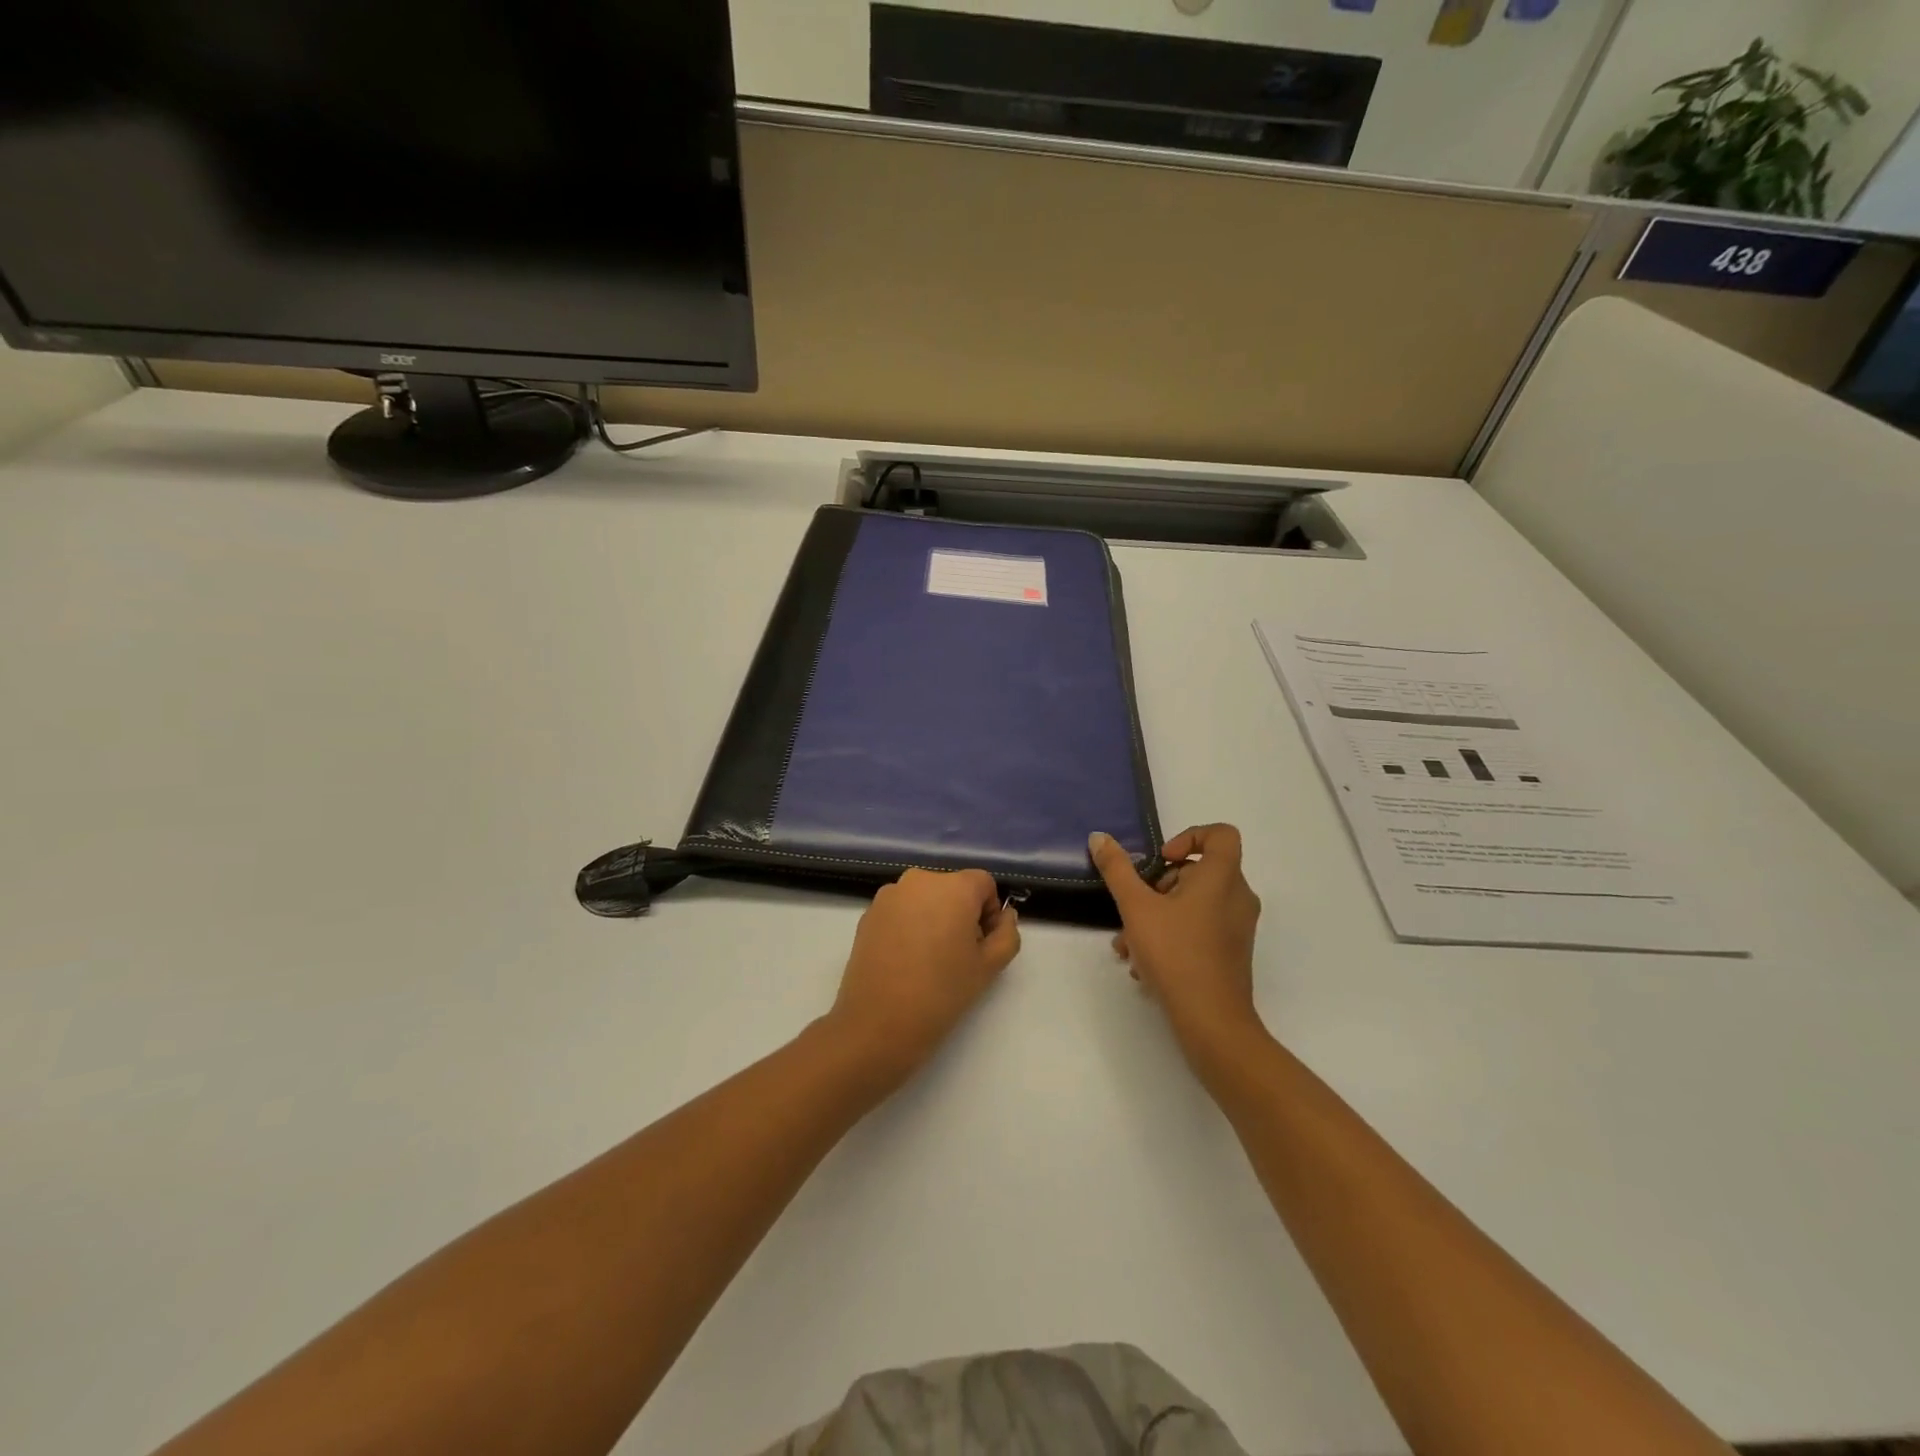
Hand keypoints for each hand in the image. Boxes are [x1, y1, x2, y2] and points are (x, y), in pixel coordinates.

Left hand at [825, 868, 1021, 1092]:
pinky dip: (909, 926)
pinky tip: (906, 961)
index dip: (990, 911)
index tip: (982, 944)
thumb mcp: (989, 967)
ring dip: (934, 918)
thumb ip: (1007, 934)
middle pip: (952, 888)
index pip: (983, 883)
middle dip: (962, 914)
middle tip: (959, 955)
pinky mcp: (868, 914)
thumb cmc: (942, 992)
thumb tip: (1004, 916)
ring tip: (930, 960)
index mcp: (953, 886)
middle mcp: (919, 880)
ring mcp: (889, 895)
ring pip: (925, 899)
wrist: (878, 1023)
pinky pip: (900, 910)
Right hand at [1089, 825, 1263, 1058]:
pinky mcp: (1231, 953)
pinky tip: (1143, 965)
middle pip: (1199, 871)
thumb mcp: (1136, 907)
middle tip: (1135, 907)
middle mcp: (1237, 897)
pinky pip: (1200, 929)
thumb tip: (1099, 837)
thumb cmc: (1176, 954)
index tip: (1161, 860)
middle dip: (1158, 886)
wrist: (1212, 1022)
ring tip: (1127, 945)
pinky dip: (1172, 936)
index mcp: (1222, 878)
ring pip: (1194, 904)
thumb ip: (1117, 870)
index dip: (1190, 836)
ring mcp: (1237, 927)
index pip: (1221, 834)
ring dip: (1157, 916)